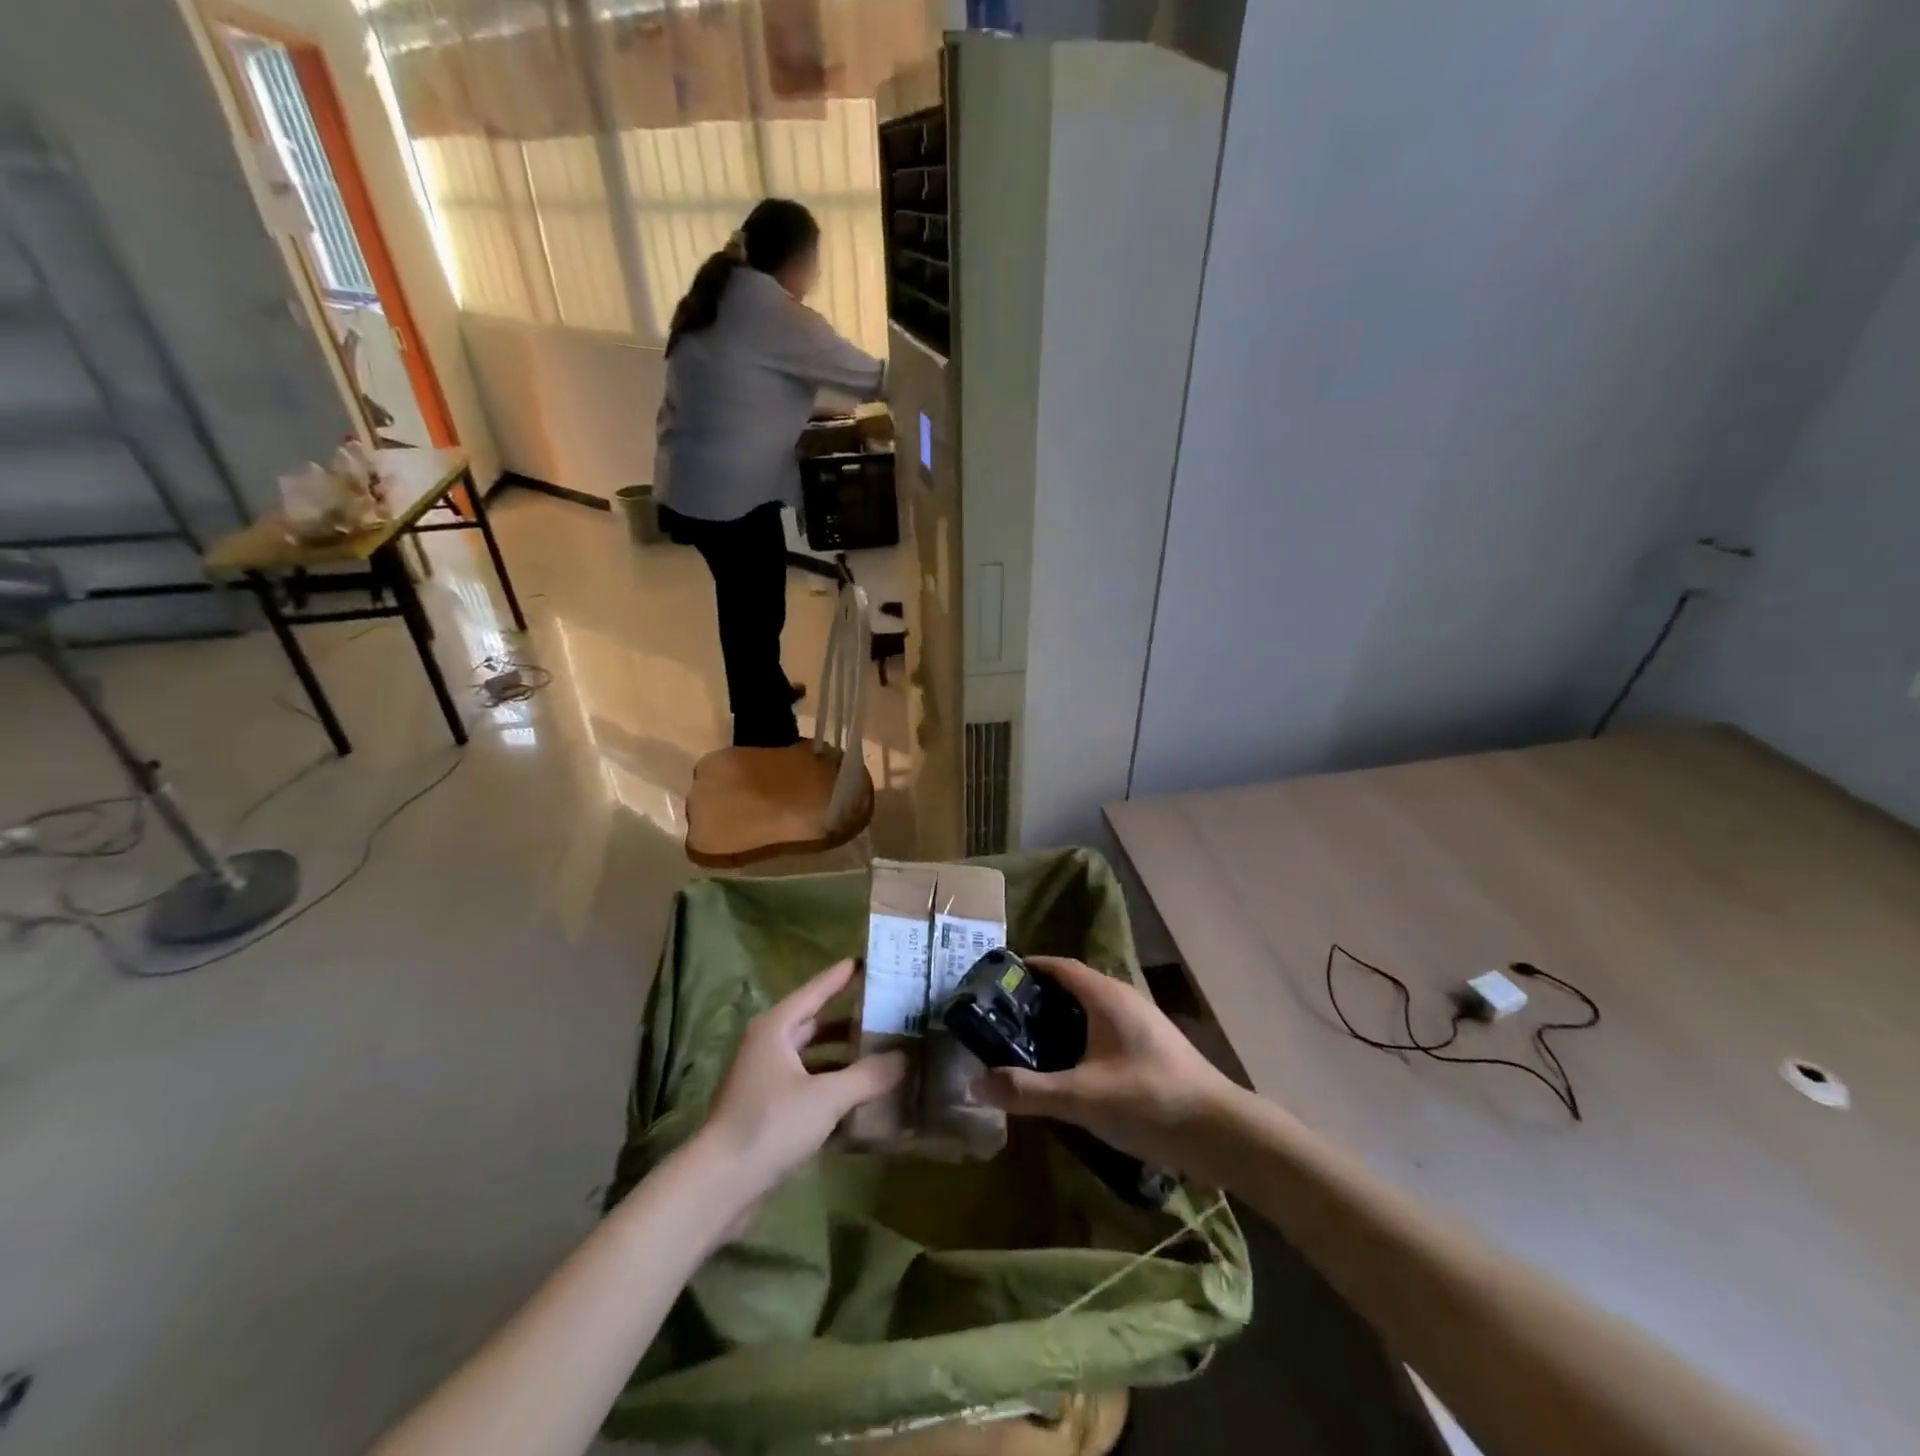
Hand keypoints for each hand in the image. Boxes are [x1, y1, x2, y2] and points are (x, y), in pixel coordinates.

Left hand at [696, 959, 906, 1206]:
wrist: (719, 1186)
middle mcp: (770, 1046)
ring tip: (883, 1055)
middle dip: (851, 1021)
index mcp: (777, 1028)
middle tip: (887, 1012)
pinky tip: (863, 1098)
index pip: (816, 990)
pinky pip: (809, 1088)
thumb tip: (904, 1057)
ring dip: (844, 1059)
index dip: (842, 976)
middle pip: (816, 1024)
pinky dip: (834, 1088)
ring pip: (814, 1059)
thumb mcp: (826, 1097)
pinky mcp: (770, 1112)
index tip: (868, 960)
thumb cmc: (770, 1125)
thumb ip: (868, 1076)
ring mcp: (767, 1080)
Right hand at [971, 956, 1239, 1176]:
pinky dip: (1081, 1037)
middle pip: (1074, 985)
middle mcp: (1124, 998)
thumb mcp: (1080, 1098)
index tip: (997, 981)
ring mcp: (1142, 1022)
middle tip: (1003, 1017)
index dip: (1029, 968)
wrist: (1220, 1132)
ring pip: (1091, 1009)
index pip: (1059, 966)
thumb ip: (1027, 1090)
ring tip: (1028, 1042)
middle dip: (1039, 997)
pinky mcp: (1152, 1047)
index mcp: (1106, 995)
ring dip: (1061, 1019)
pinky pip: (1106, 1029)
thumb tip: (975, 1083)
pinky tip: (1070, 1067)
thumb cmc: (1148, 1101)